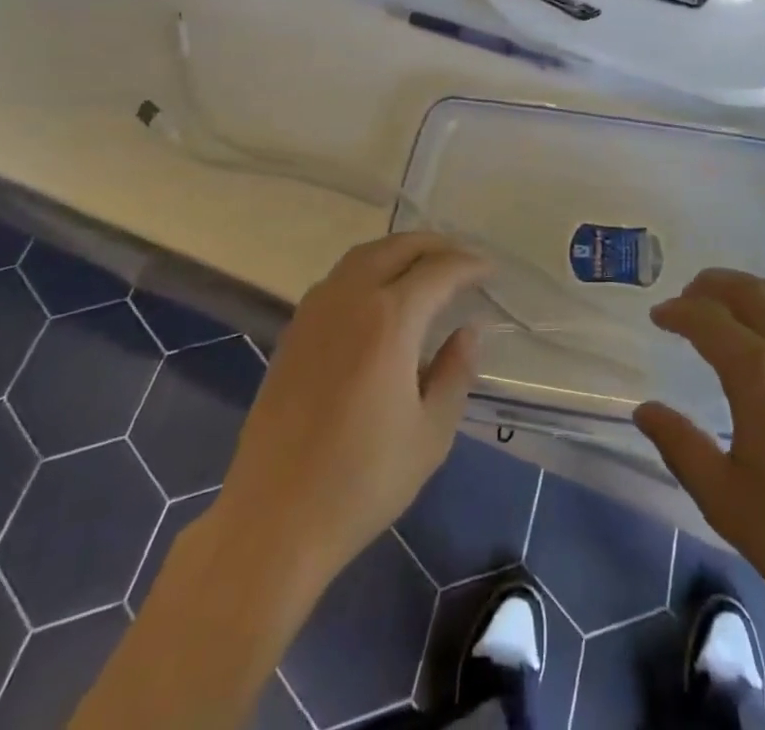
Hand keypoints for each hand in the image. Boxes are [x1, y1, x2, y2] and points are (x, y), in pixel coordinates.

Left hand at [217, 233, 489, 590]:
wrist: (274, 519)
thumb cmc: (363, 481)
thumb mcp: (431, 433)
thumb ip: (455, 372)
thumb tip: (467, 331)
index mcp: (390, 319)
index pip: (438, 270)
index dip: (469, 265)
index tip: (490, 270)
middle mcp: (350, 299)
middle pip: (397, 247)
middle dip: (435, 245)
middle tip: (463, 258)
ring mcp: (315, 311)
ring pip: (363, 255)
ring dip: (399, 250)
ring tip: (424, 266)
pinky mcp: (293, 331)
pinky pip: (338, 278)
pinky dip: (368, 268)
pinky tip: (379, 295)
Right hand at [633, 269, 764, 639]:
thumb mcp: (726, 501)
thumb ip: (680, 447)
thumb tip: (645, 410)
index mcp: (758, 373)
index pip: (707, 319)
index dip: (677, 312)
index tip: (657, 317)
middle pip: (746, 290)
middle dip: (709, 287)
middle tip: (685, 301)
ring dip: (750, 288)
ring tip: (729, 304)